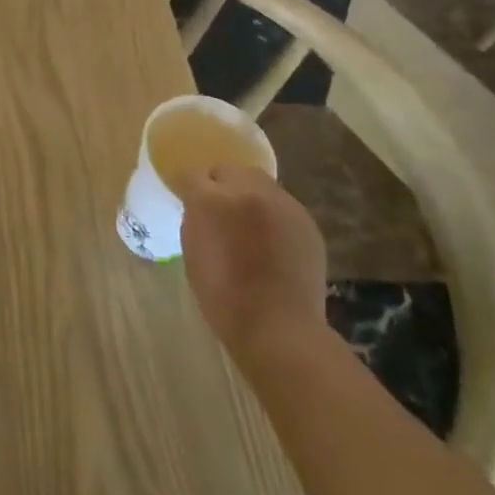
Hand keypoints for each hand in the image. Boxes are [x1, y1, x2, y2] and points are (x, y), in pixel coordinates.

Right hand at [179, 165, 328, 367]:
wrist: (277, 325)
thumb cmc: (222, 295)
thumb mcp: (193, 250)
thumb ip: (196, 218)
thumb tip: (202, 207)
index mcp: (211, 199)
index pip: (192, 175)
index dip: (189, 188)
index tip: (188, 202)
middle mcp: (248, 191)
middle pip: (229, 170)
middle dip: (220, 184)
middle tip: (218, 210)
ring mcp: (282, 203)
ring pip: (259, 183)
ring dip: (248, 196)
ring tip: (247, 225)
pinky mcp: (306, 220)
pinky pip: (282, 205)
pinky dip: (272, 214)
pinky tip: (270, 241)